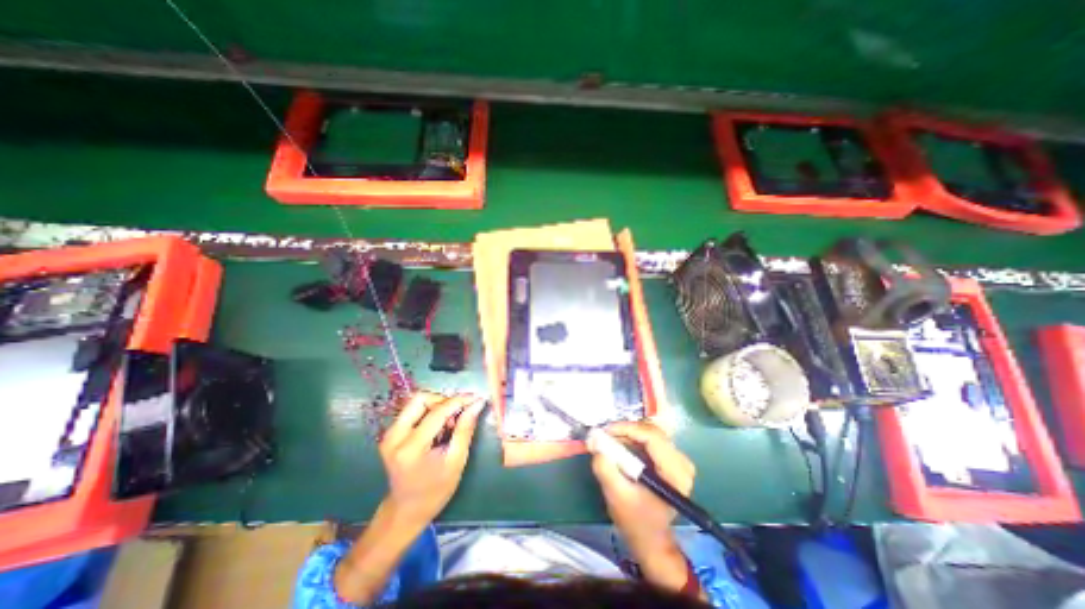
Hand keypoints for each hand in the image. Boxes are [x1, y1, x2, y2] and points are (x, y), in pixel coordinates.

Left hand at [379, 394, 485, 528]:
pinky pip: (412, 411)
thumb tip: (477, 403)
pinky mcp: (390, 433)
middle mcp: (394, 437)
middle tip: (458, 414)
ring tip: (449, 424)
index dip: (459, 401)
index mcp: (411, 448)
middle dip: (444, 401)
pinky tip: (439, 428)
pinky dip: (429, 412)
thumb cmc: (435, 490)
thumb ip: (465, 429)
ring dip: (437, 406)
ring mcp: (389, 434)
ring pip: (416, 402)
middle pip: (421, 399)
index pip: (437, 412)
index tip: (476, 398)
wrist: (406, 510)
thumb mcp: (456, 461)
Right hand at [593, 419, 693, 589]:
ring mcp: (677, 459)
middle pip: (651, 431)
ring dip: (627, 434)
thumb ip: (605, 468)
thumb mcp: (616, 496)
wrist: (650, 538)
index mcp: (675, 473)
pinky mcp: (670, 459)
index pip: (652, 437)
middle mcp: (682, 462)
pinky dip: (632, 439)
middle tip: (604, 436)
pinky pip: (649, 438)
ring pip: (649, 432)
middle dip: (625, 431)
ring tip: (609, 442)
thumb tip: (594, 440)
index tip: (605, 431)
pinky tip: (619, 446)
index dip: (627, 429)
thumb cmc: (635, 520)